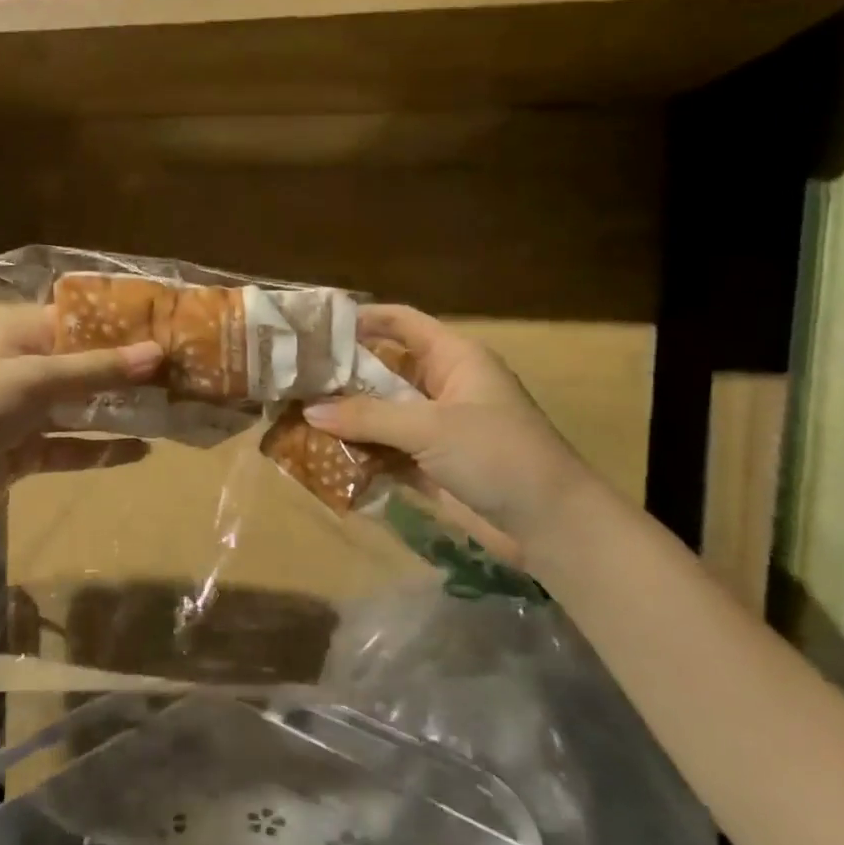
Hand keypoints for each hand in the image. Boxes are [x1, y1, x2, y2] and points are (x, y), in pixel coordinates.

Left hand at [0, 307, 162, 546]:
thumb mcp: (33, 380)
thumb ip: (96, 369)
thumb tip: (158, 353)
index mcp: (19, 334)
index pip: (80, 319)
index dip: (124, 324)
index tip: (172, 328)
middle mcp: (24, 368)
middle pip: (87, 364)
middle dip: (130, 371)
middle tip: (183, 374)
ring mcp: (24, 413)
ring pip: (83, 407)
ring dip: (122, 411)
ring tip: (172, 412)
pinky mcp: (24, 452)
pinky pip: (72, 447)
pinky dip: (102, 449)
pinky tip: (140, 451)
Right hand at [303, 305, 591, 555]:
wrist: (550, 525)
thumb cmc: (497, 454)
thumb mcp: (431, 427)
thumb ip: (368, 417)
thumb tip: (309, 411)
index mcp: (454, 358)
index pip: (402, 323)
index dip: (363, 319)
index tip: (317, 327)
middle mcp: (443, 387)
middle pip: (384, 370)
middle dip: (342, 375)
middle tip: (294, 379)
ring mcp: (437, 429)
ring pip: (382, 414)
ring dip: (346, 419)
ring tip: (295, 417)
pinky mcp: (432, 466)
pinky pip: (387, 452)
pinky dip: (360, 454)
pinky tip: (322, 456)